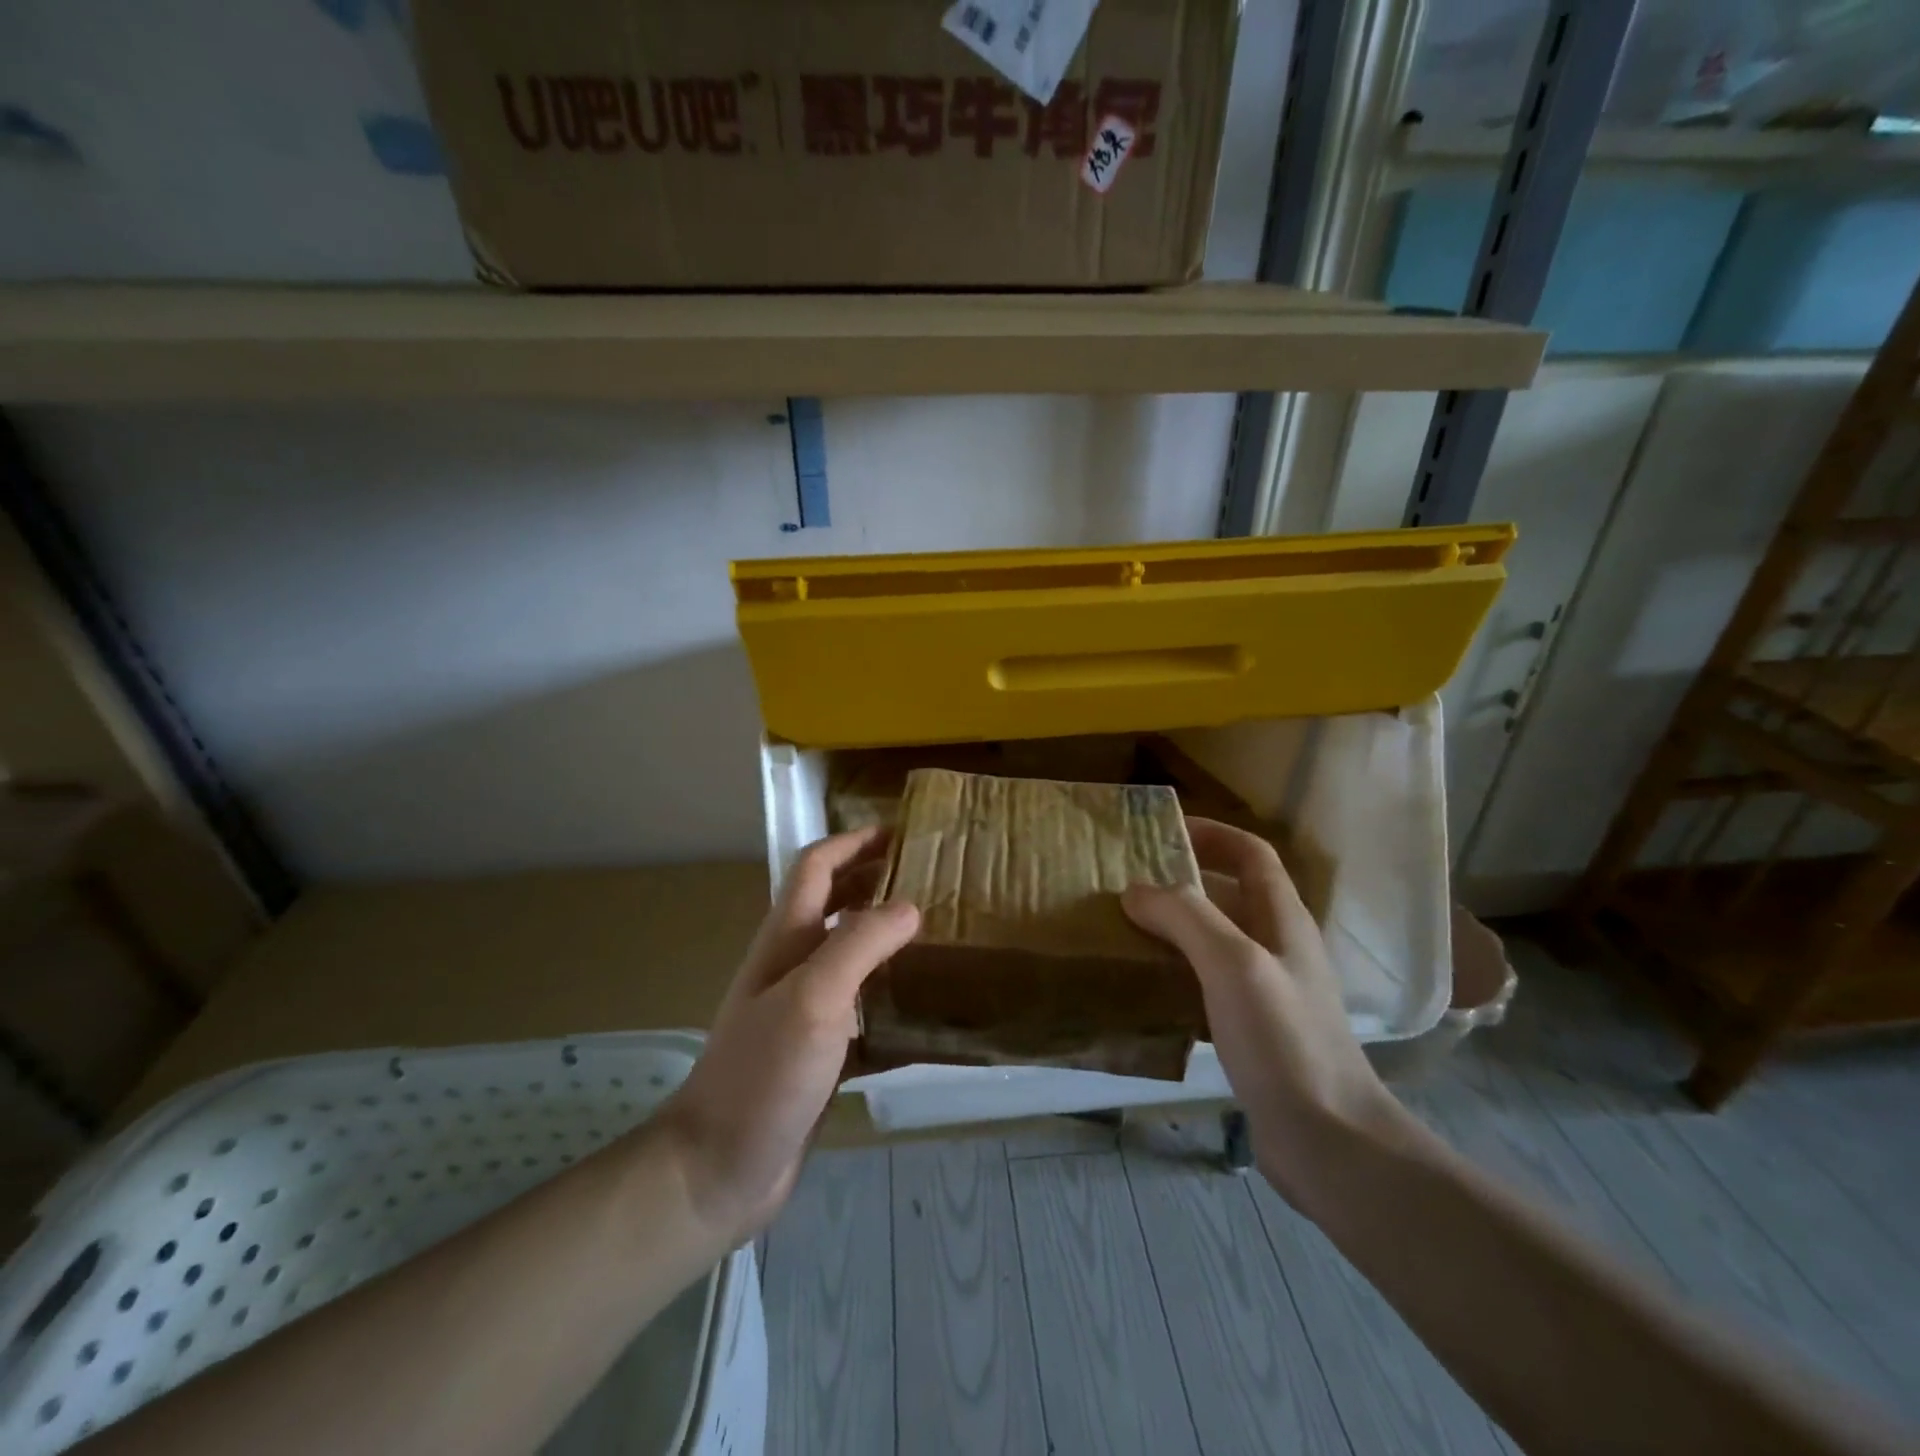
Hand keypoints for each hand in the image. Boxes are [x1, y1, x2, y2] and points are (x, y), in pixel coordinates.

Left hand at [655, 827, 918, 1242]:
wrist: (719, 1168)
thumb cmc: (764, 1073)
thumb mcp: (814, 997)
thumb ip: (860, 943)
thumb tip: (909, 905)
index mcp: (785, 939)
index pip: (816, 867)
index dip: (854, 843)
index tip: (902, 833)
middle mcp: (792, 965)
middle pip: (833, 904)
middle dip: (873, 880)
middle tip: (928, 878)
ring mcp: (804, 1010)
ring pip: (849, 954)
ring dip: (884, 935)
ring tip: (934, 933)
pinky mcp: (819, 1052)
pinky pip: (861, 1008)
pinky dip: (889, 995)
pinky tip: (924, 1007)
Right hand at [1123, 817, 1413, 1207]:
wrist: (1330, 1141)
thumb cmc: (1285, 1040)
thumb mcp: (1233, 964)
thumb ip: (1186, 918)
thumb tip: (1136, 891)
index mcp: (1283, 920)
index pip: (1252, 854)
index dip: (1213, 834)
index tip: (1163, 832)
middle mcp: (1278, 947)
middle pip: (1231, 894)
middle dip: (1183, 880)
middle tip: (1129, 881)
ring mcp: (1268, 990)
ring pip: (1216, 940)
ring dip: (1175, 927)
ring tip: (1126, 927)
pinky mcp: (1253, 1030)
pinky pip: (1208, 983)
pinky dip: (1177, 972)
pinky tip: (1144, 985)